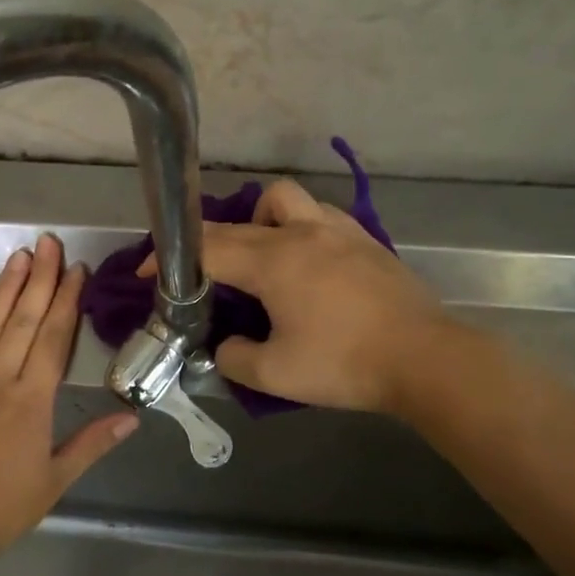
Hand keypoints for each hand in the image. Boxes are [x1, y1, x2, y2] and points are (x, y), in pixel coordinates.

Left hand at [0, 234, 138, 572]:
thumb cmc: (2, 508)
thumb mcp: (55, 480)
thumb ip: (92, 443)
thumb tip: (132, 418)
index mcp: (31, 401)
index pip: (52, 339)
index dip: (67, 302)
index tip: (76, 270)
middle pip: (22, 321)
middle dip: (39, 280)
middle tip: (49, 242)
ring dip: (4, 289)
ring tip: (19, 256)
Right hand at [147, 179, 444, 412]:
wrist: (426, 358)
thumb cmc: (345, 364)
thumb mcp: (274, 374)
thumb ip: (234, 357)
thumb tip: (225, 346)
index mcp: (273, 262)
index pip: (207, 248)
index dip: (170, 259)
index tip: (148, 272)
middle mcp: (301, 233)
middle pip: (238, 222)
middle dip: (206, 242)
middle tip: (196, 272)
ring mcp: (337, 230)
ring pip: (283, 200)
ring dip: (258, 220)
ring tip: (257, 256)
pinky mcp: (365, 239)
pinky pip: (318, 215)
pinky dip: (297, 227)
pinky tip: (304, 261)